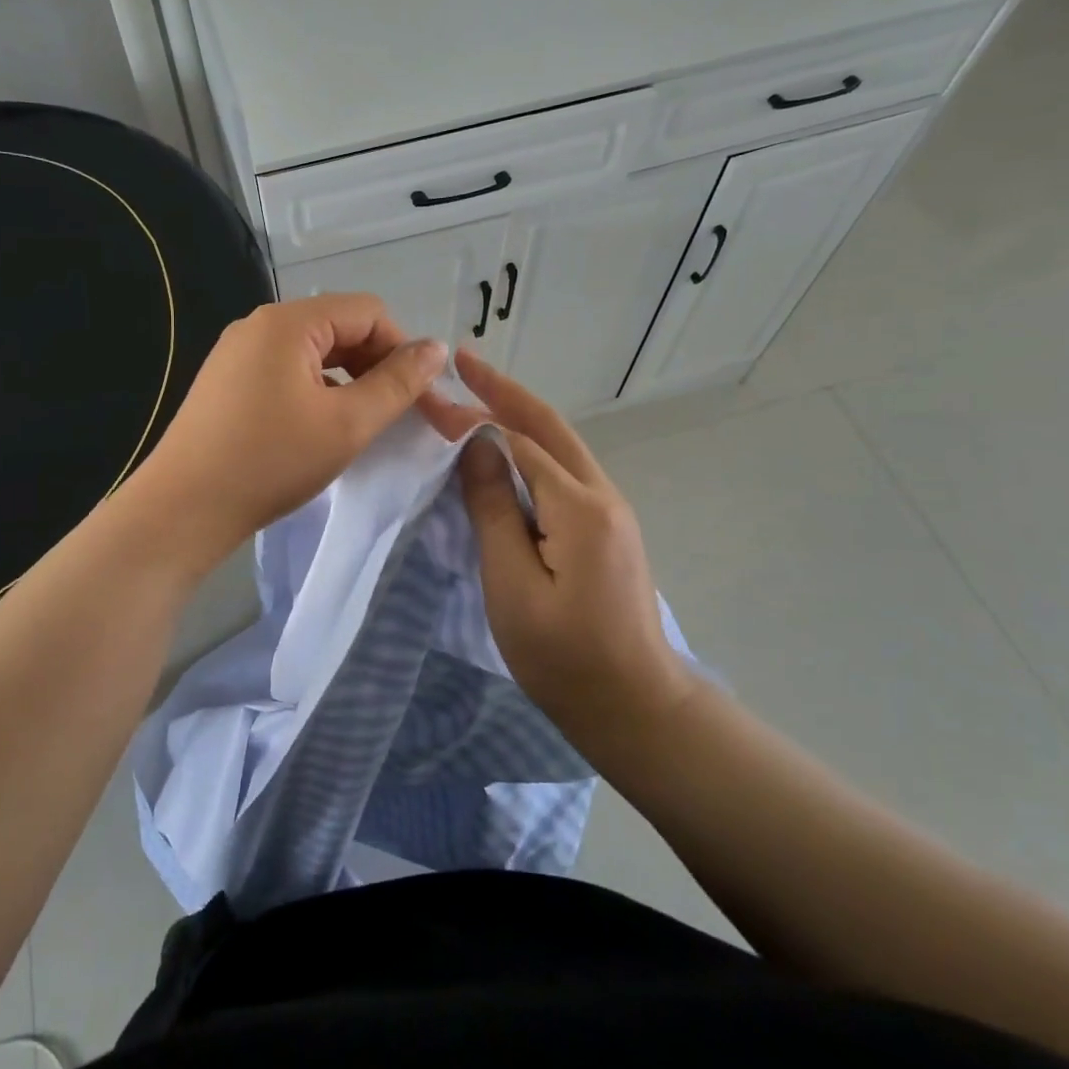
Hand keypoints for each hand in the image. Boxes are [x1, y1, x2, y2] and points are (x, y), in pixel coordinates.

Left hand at [132, 295, 446, 565]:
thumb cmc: (271, 462)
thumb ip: (397, 383)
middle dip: (376, 365)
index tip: (418, 397)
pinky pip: (286, 371)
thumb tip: (436, 348)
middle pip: (339, 328)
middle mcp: (260, 325)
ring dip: (348, 381)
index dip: (402, 349)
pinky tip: (321, 428)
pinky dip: (315, 391)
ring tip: (362, 424)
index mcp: (289, 322)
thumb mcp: (347, 423)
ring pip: (314, 352)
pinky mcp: (227, 381)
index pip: (368, 312)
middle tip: (397, 415)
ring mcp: (238, 352)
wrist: (184, 508)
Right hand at [448, 349, 696, 740]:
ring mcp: (611, 513)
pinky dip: (531, 450)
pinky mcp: (607, 531)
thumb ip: (494, 510)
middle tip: (465, 362)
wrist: (636, 706)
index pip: (518, 441)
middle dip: (505, 392)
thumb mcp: (514, 584)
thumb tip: (476, 448)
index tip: (432, 399)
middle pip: (549, 428)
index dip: (474, 417)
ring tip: (479, 395)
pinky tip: (507, 452)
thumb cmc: (565, 655)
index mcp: (580, 506)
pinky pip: (564, 474)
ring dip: (519, 417)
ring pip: (560, 448)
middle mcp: (602, 496)